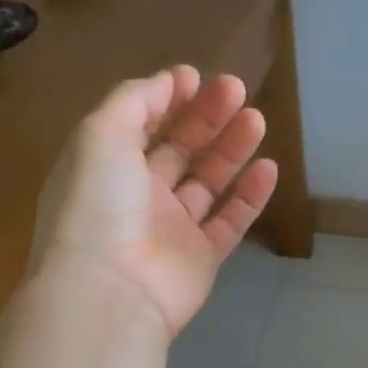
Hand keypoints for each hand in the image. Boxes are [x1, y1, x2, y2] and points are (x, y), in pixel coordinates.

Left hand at [31, 66, 278, 337]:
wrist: (110, 290)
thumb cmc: (99, 203)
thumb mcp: (101, 134)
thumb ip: (134, 100)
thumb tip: (170, 80)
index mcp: (107, 166)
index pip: (141, 125)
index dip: (168, 99)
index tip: (196, 78)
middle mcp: (139, 195)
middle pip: (180, 149)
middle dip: (207, 116)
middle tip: (237, 90)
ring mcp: (172, 228)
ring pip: (209, 182)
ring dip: (232, 149)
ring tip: (257, 119)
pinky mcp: (202, 258)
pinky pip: (231, 222)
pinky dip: (250, 196)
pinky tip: (268, 168)